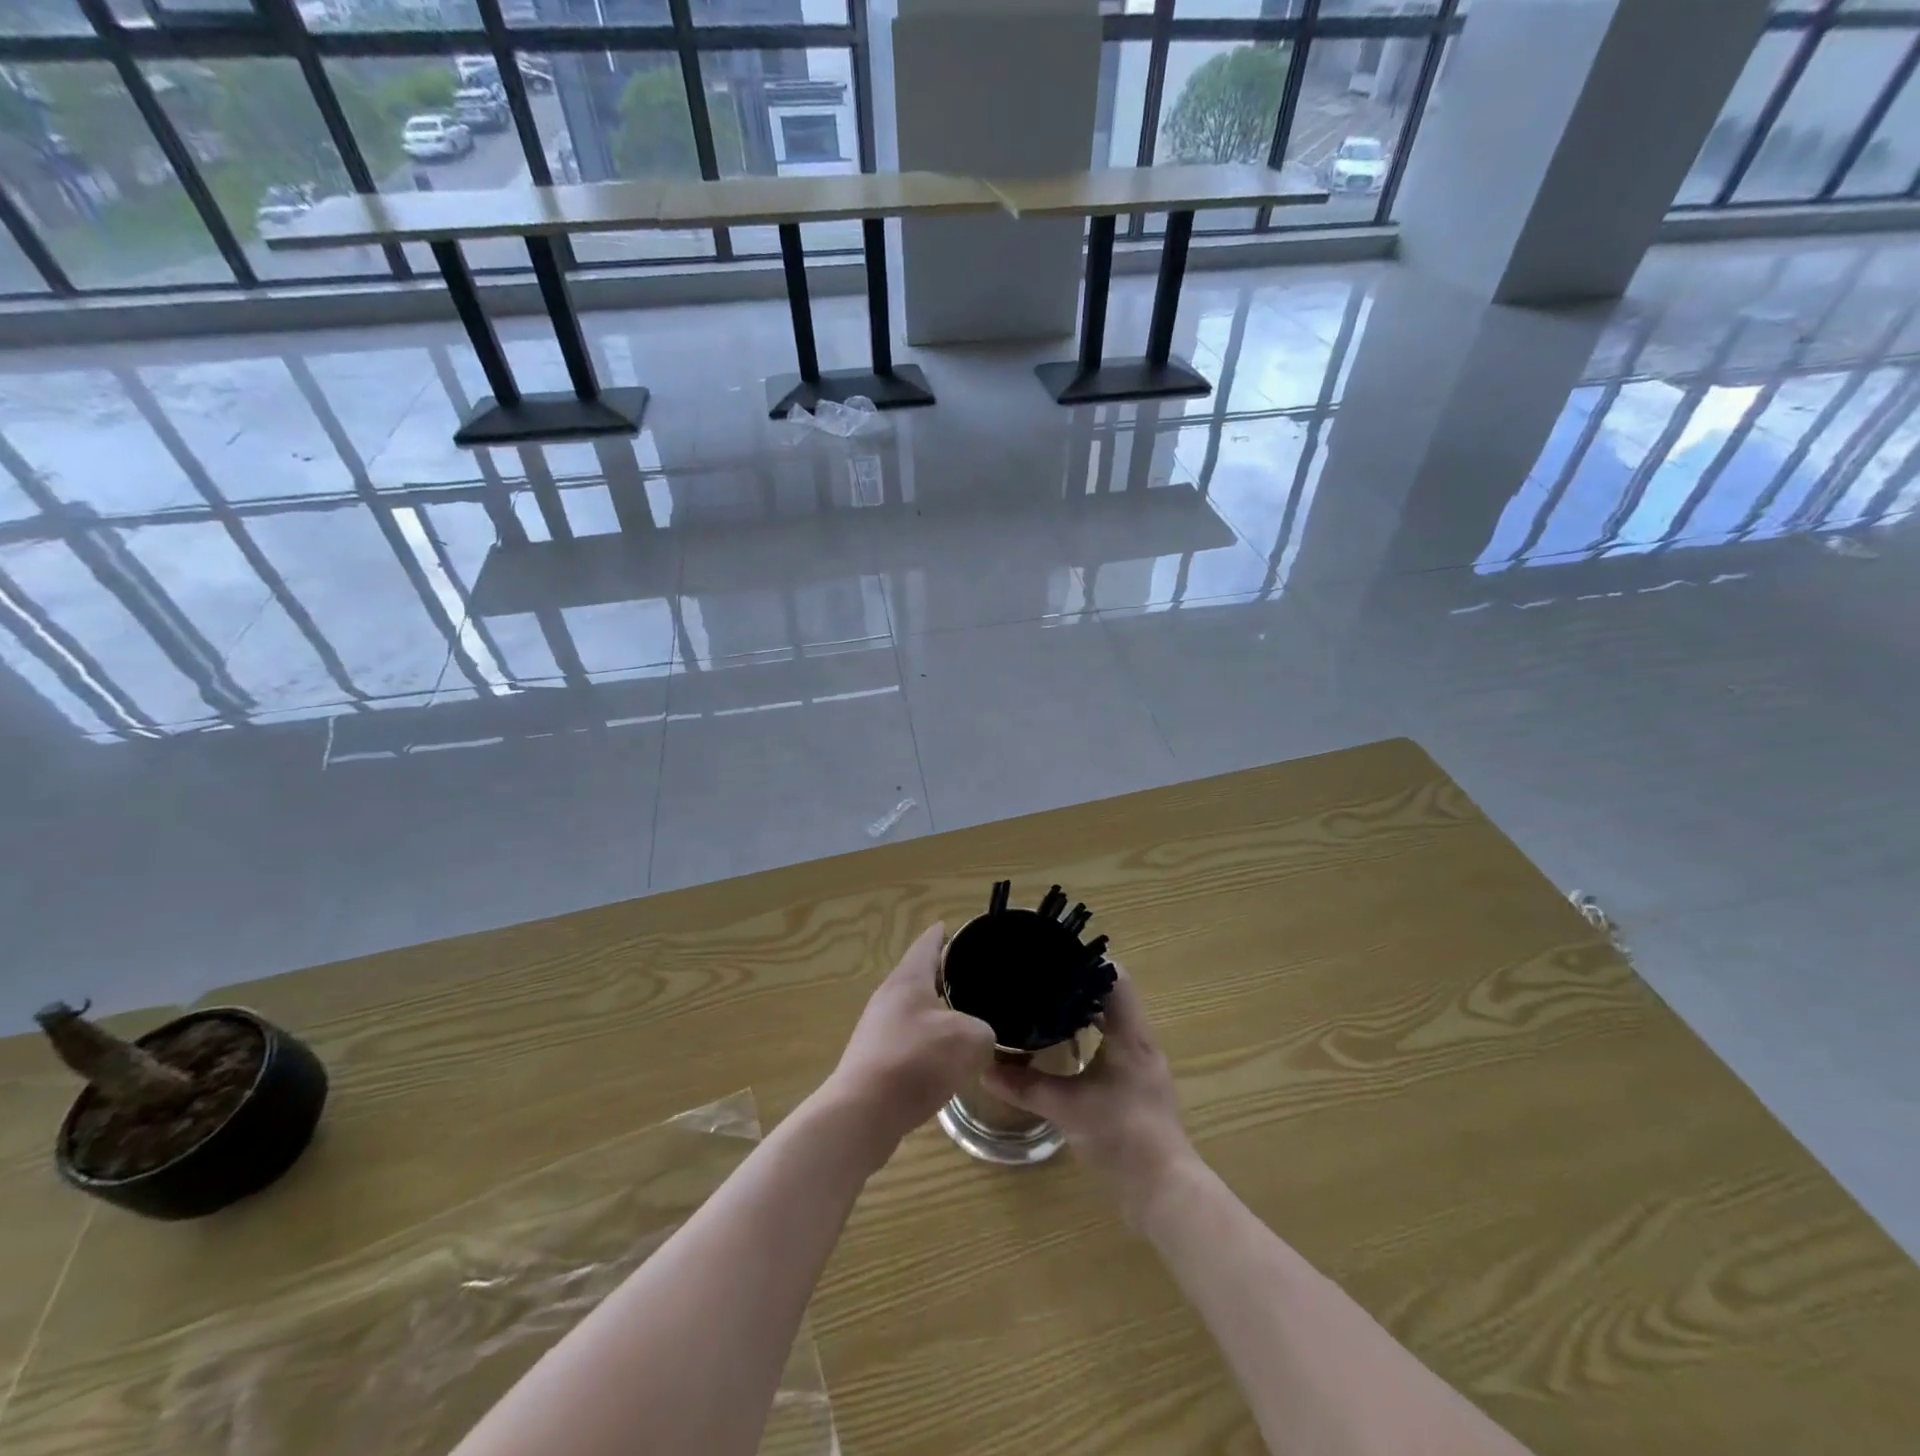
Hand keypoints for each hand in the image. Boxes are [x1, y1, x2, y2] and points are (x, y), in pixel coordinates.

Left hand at [825, 923, 995, 1154]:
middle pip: (919, 977)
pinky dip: (928, 1044)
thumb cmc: (915, 1061)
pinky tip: (946, 1062)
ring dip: (938, 1014)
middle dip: (945, 977)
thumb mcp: (969, 1039)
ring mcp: (877, 1030)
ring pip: (915, 1012)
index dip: (945, 934)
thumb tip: (980, 1037)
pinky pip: (908, 1042)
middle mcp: (888, 997)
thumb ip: (984, 1030)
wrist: (862, 1114)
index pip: (928, 943)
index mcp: (907, 979)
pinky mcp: (874, 1061)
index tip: (960, 929)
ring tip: (967, 1021)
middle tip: (976, 980)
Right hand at [982, 968, 1194, 1223]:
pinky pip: (1114, 1044)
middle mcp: (1141, 1041)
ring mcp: (1142, 1064)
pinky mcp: (1139, 1086)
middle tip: (1041, 979)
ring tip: (1046, 1006)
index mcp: (1130, 1033)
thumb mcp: (1066, 1107)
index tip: (1054, 956)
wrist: (1162, 1190)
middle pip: (1113, 996)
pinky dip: (1091, 1037)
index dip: (1087, 962)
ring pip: (1114, 1021)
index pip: (1116, 977)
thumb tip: (983, 1068)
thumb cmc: (1120, 1135)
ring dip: (1085, 1012)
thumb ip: (1025, 1086)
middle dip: (1079, 986)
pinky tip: (1065, 1049)